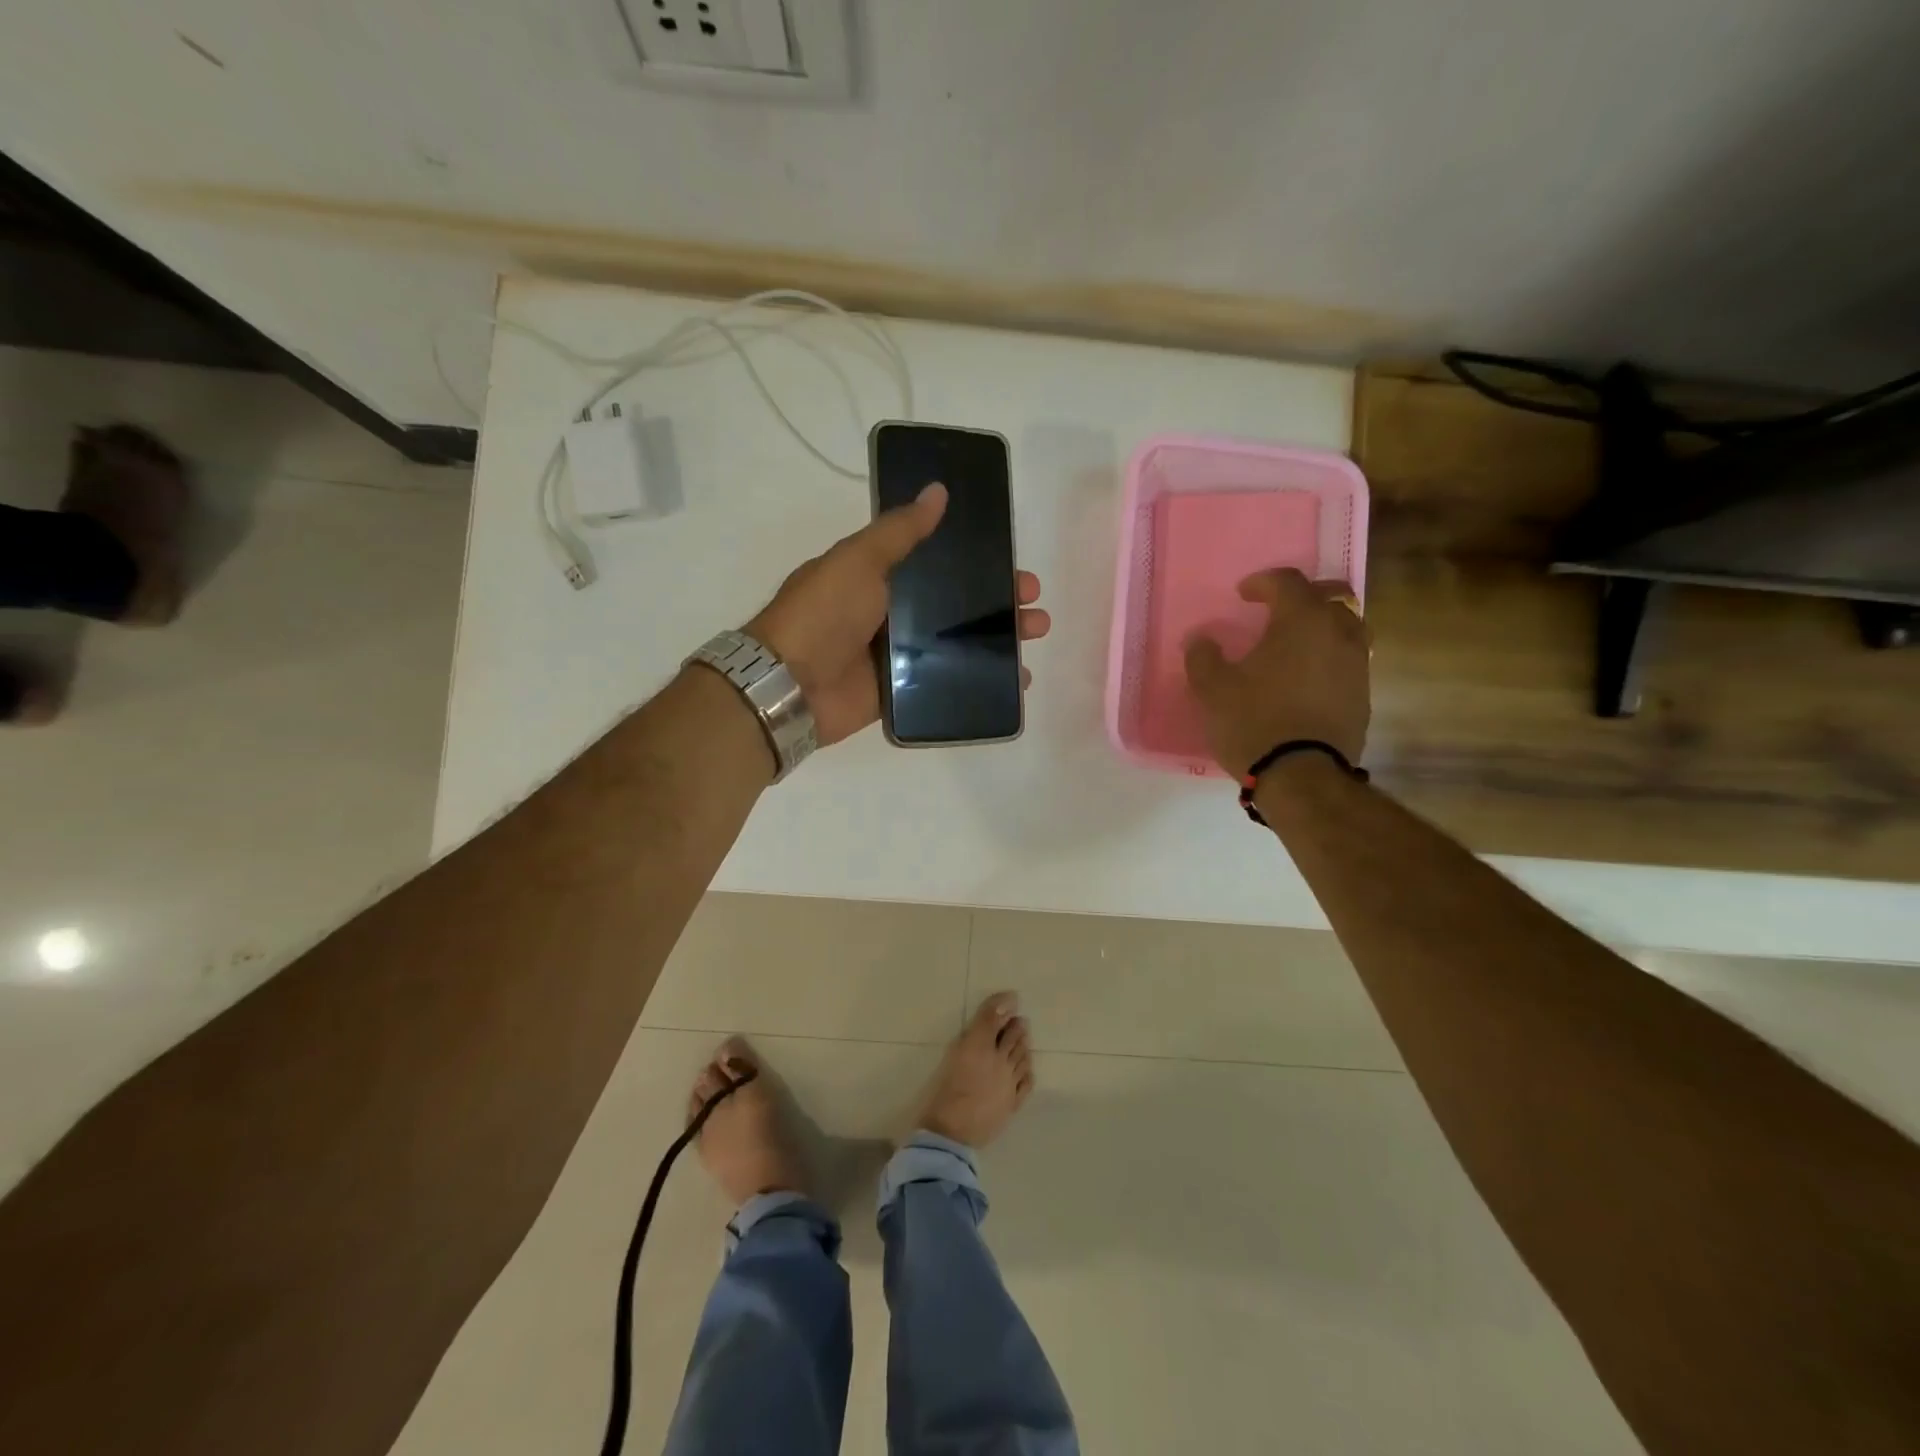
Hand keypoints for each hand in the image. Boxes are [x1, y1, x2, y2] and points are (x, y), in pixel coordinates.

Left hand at [746, 483, 1052, 746]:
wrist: (790, 684)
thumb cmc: (824, 613)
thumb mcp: (859, 560)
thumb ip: (900, 531)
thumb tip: (938, 491)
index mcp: (882, 577)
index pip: (942, 566)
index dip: (981, 565)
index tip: (1015, 567)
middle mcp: (893, 614)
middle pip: (957, 607)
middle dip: (999, 607)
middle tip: (1034, 610)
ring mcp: (896, 656)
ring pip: (957, 645)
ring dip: (998, 643)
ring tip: (1033, 641)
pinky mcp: (899, 693)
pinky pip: (945, 683)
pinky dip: (979, 682)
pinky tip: (1014, 683)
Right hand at [1183, 568, 1370, 777]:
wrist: (1302, 776)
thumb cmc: (1253, 722)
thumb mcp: (1212, 689)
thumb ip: (1203, 657)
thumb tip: (1201, 639)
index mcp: (1301, 621)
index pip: (1288, 581)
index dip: (1264, 582)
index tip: (1244, 594)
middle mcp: (1338, 633)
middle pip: (1331, 596)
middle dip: (1304, 595)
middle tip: (1279, 607)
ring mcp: (1357, 664)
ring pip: (1348, 627)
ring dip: (1324, 625)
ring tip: (1299, 642)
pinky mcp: (1363, 695)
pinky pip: (1349, 660)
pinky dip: (1330, 656)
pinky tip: (1308, 676)